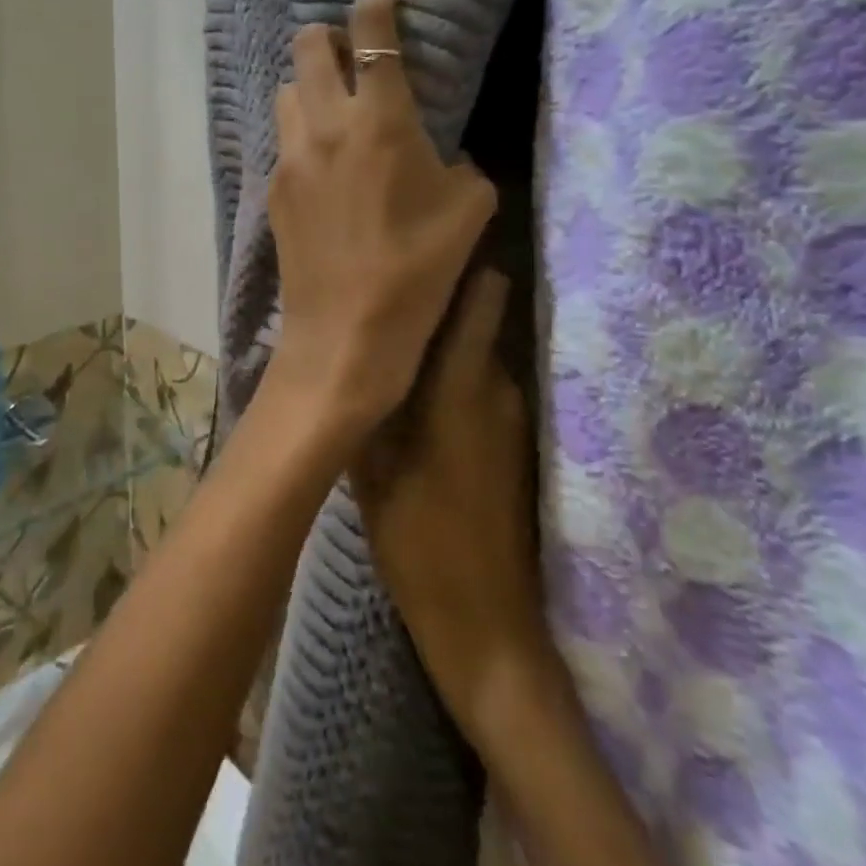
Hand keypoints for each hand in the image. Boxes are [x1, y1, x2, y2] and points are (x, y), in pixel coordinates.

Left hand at [267, 0, 496, 441]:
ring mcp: (291, 156)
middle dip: (329, 34)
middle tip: (356, 51)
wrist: (345, 334)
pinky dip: (302, 130)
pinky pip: (283, 138)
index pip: (373, 34)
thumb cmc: (418, 272)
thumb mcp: (469, 212)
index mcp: (380, 121)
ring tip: (337, 107)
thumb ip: (460, 165)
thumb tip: (444, 154)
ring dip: (310, 84)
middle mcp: (325, 125)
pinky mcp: (274, 189)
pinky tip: (324, 161)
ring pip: (288, 91)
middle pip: (307, 46)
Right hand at [352, 267, 547, 729]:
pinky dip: (459, 378)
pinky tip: (424, 395)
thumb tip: (349, 348)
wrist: (486, 619)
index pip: (479, 296)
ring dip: (444, 344)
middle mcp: (495, 385)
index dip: (458, 264)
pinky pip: (485, 386)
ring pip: (477, 354)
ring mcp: (513, 413)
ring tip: (399, 345)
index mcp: (458, 383)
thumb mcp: (368, 464)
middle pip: (473, 318)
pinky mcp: (517, 440)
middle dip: (438, 302)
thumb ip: (363, 399)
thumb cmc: (416, 535)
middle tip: (391, 297)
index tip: (422, 247)